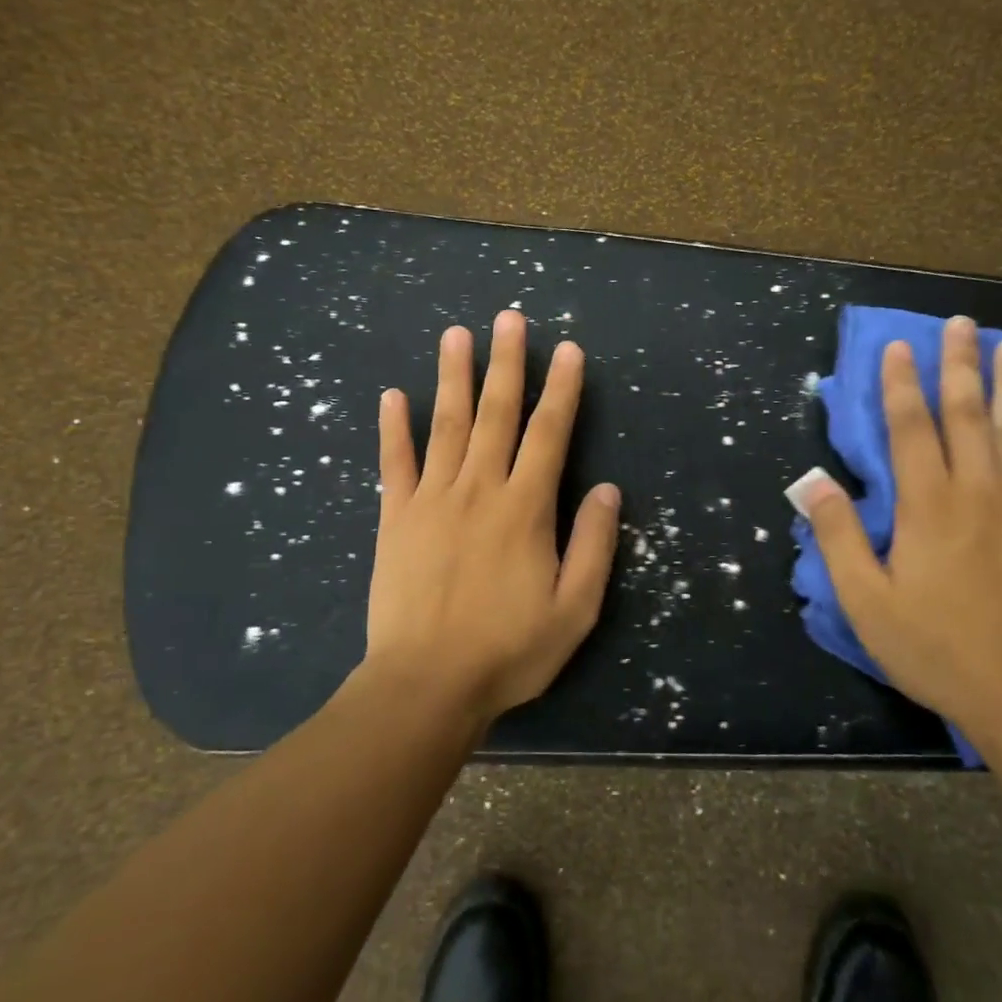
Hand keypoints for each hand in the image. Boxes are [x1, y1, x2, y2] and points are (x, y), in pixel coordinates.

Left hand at [367, 311, 620, 726]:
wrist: (426, 684)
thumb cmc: (508, 651)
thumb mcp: (574, 610)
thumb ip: (594, 546)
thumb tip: (608, 491)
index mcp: (525, 508)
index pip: (549, 434)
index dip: (562, 389)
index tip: (568, 350)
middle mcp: (479, 489)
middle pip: (496, 414)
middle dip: (506, 363)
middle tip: (508, 318)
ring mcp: (431, 499)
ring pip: (445, 424)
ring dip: (453, 376)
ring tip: (456, 334)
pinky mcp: (395, 518)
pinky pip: (395, 462)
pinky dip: (394, 427)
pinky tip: (393, 395)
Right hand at [800, 316, 1001, 741]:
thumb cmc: (934, 646)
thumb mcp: (865, 599)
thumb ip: (838, 536)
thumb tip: (811, 484)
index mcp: (928, 504)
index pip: (911, 428)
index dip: (901, 384)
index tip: (900, 346)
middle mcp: (979, 492)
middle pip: (968, 414)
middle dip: (961, 364)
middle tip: (962, 322)